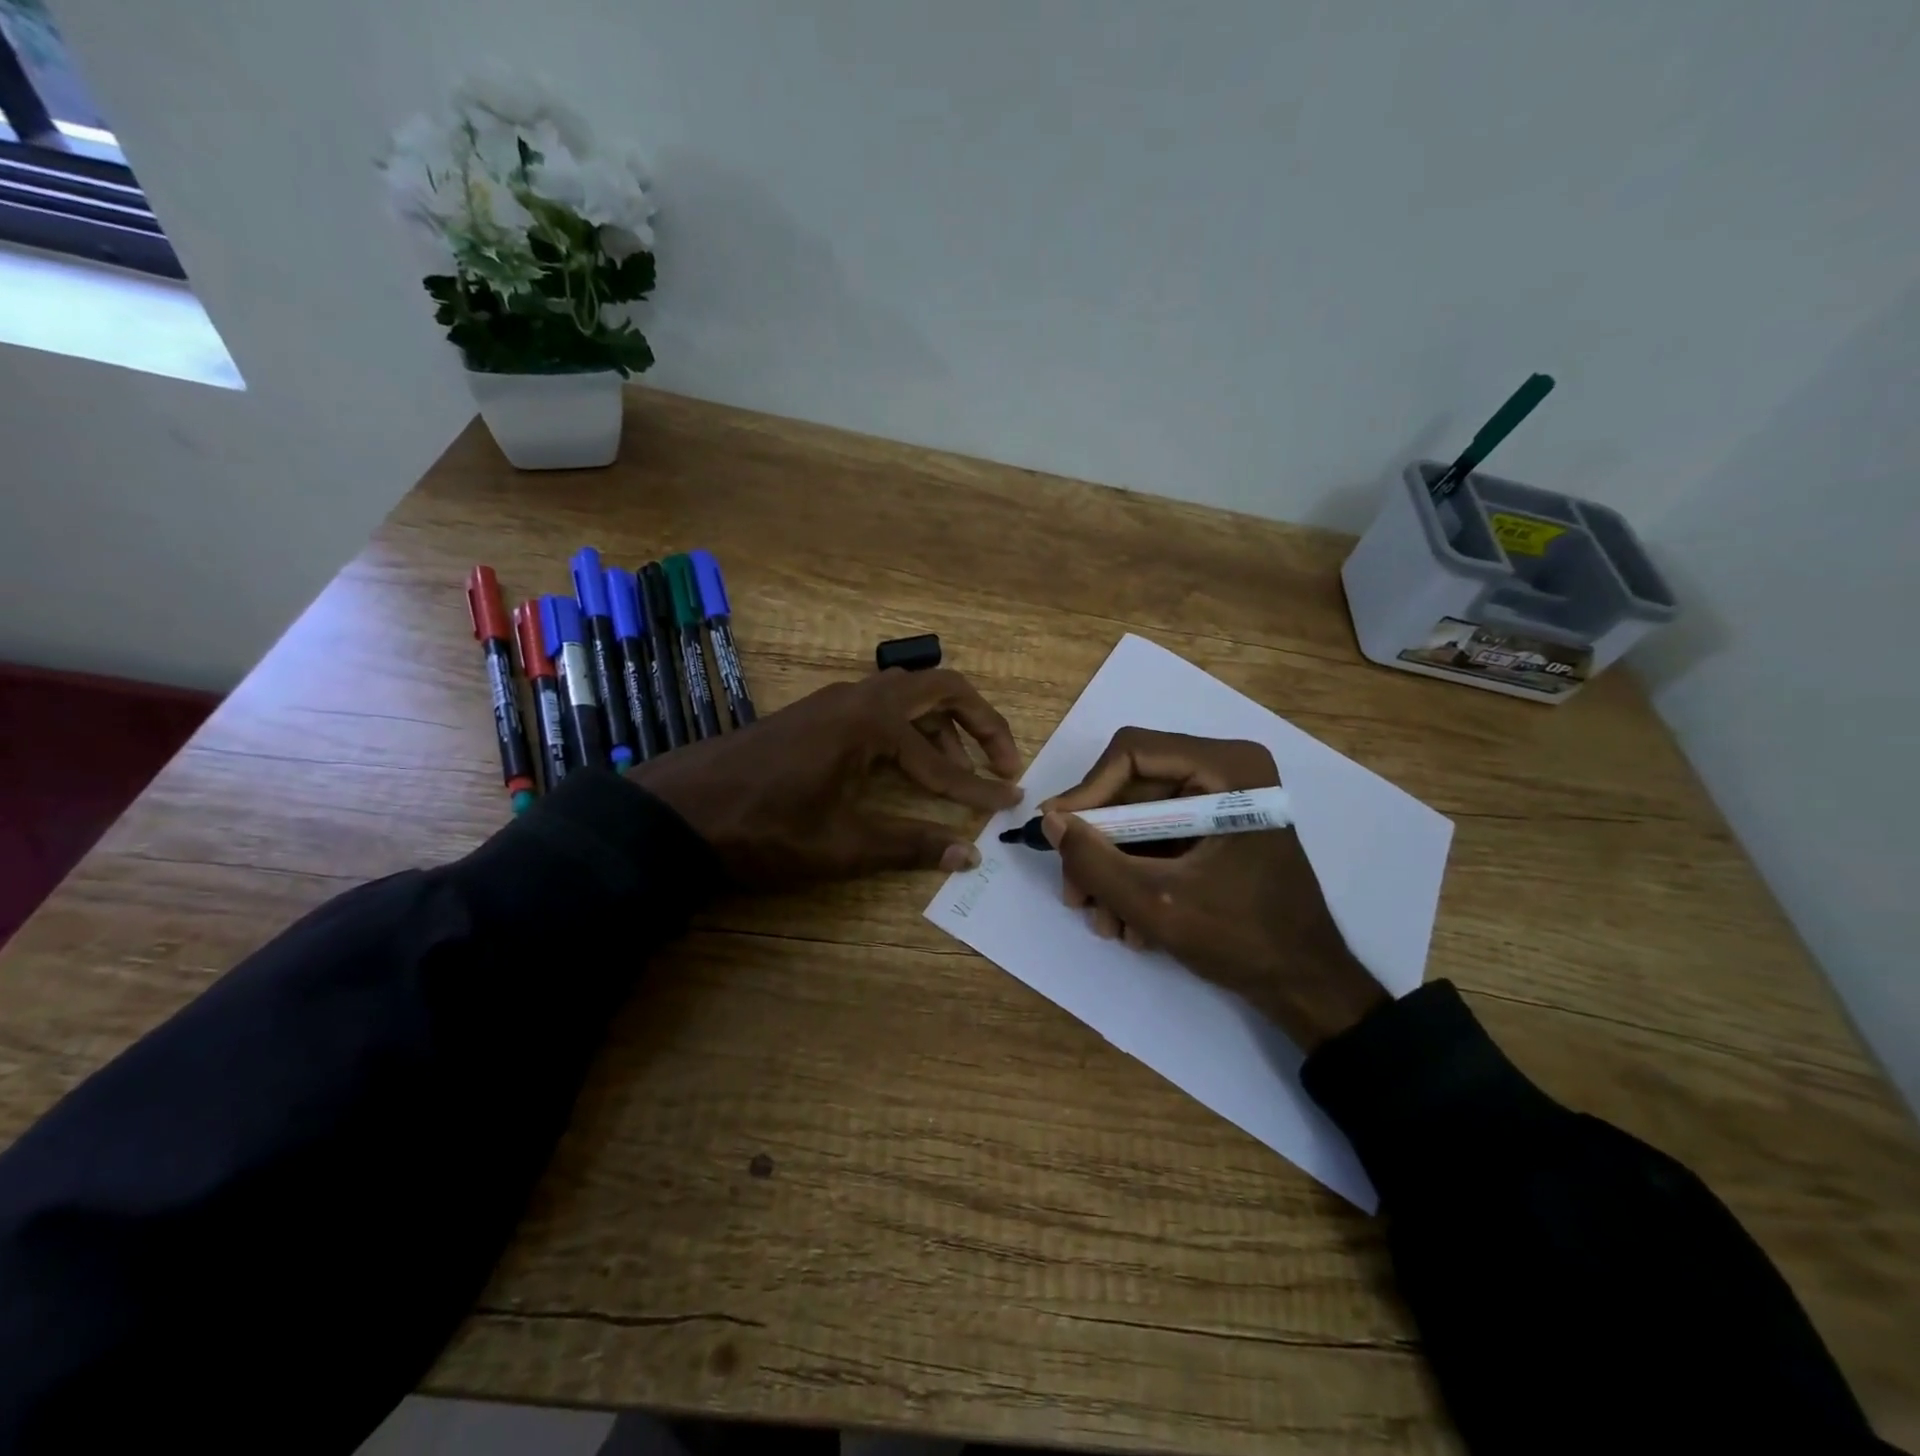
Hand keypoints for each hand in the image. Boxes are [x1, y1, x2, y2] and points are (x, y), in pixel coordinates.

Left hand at [632, 668, 1022, 888]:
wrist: (679, 810)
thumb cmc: (763, 828)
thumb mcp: (841, 845)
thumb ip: (909, 846)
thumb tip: (967, 856)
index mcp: (870, 724)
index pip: (942, 760)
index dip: (980, 788)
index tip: (1012, 803)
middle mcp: (860, 698)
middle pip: (941, 689)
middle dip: (981, 723)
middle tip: (1005, 760)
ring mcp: (837, 700)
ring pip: (911, 695)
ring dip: (945, 726)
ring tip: (959, 772)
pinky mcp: (820, 712)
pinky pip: (883, 707)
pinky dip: (911, 728)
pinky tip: (910, 766)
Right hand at [1041, 728, 1387, 1052]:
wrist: (1306, 986)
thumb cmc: (1243, 938)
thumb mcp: (1156, 902)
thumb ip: (1095, 860)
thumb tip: (1049, 820)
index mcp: (1227, 768)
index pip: (1132, 754)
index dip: (1087, 792)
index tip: (1056, 834)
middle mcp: (1225, 771)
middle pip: (1131, 790)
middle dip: (1098, 846)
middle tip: (1074, 893)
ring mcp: (1222, 801)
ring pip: (1138, 819)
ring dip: (1112, 870)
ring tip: (1104, 922)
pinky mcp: (1216, 829)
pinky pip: (1158, 838)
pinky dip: (1136, 875)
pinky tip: (1129, 922)